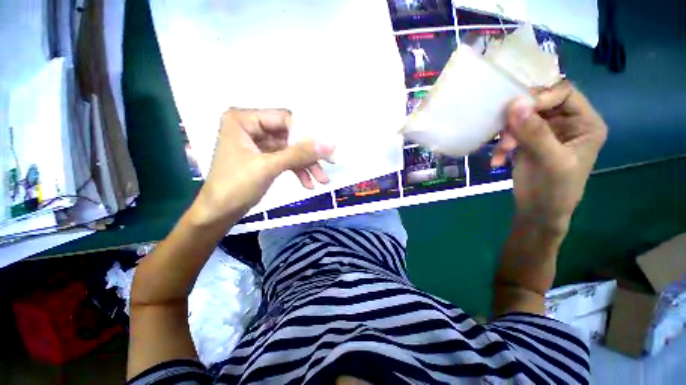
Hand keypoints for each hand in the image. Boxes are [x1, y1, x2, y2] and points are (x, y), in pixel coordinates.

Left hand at [192, 109, 334, 224]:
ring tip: (322, 180)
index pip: (285, 119)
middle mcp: (251, 127)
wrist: (219, 213)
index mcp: (244, 120)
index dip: (307, 133)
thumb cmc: (236, 186)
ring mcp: (258, 143)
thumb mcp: (269, 167)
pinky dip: (298, 171)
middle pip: (290, 135)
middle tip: (330, 163)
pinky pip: (285, 160)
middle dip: (309, 154)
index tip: (326, 147)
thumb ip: (300, 154)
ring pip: (290, 150)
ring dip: (306, 165)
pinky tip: (308, 184)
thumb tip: (329, 143)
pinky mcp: (264, 158)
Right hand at [492, 81, 607, 229]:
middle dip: (519, 119)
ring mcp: (544, 132)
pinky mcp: (526, 141)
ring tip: (501, 151)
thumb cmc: (555, 191)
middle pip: (539, 103)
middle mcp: (566, 123)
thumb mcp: (552, 162)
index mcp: (585, 123)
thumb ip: (535, 133)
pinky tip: (497, 161)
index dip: (541, 97)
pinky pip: (509, 133)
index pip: (564, 93)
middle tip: (506, 136)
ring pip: (520, 117)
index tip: (517, 111)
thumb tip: (515, 103)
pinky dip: (500, 146)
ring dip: (507, 134)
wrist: (537, 212)